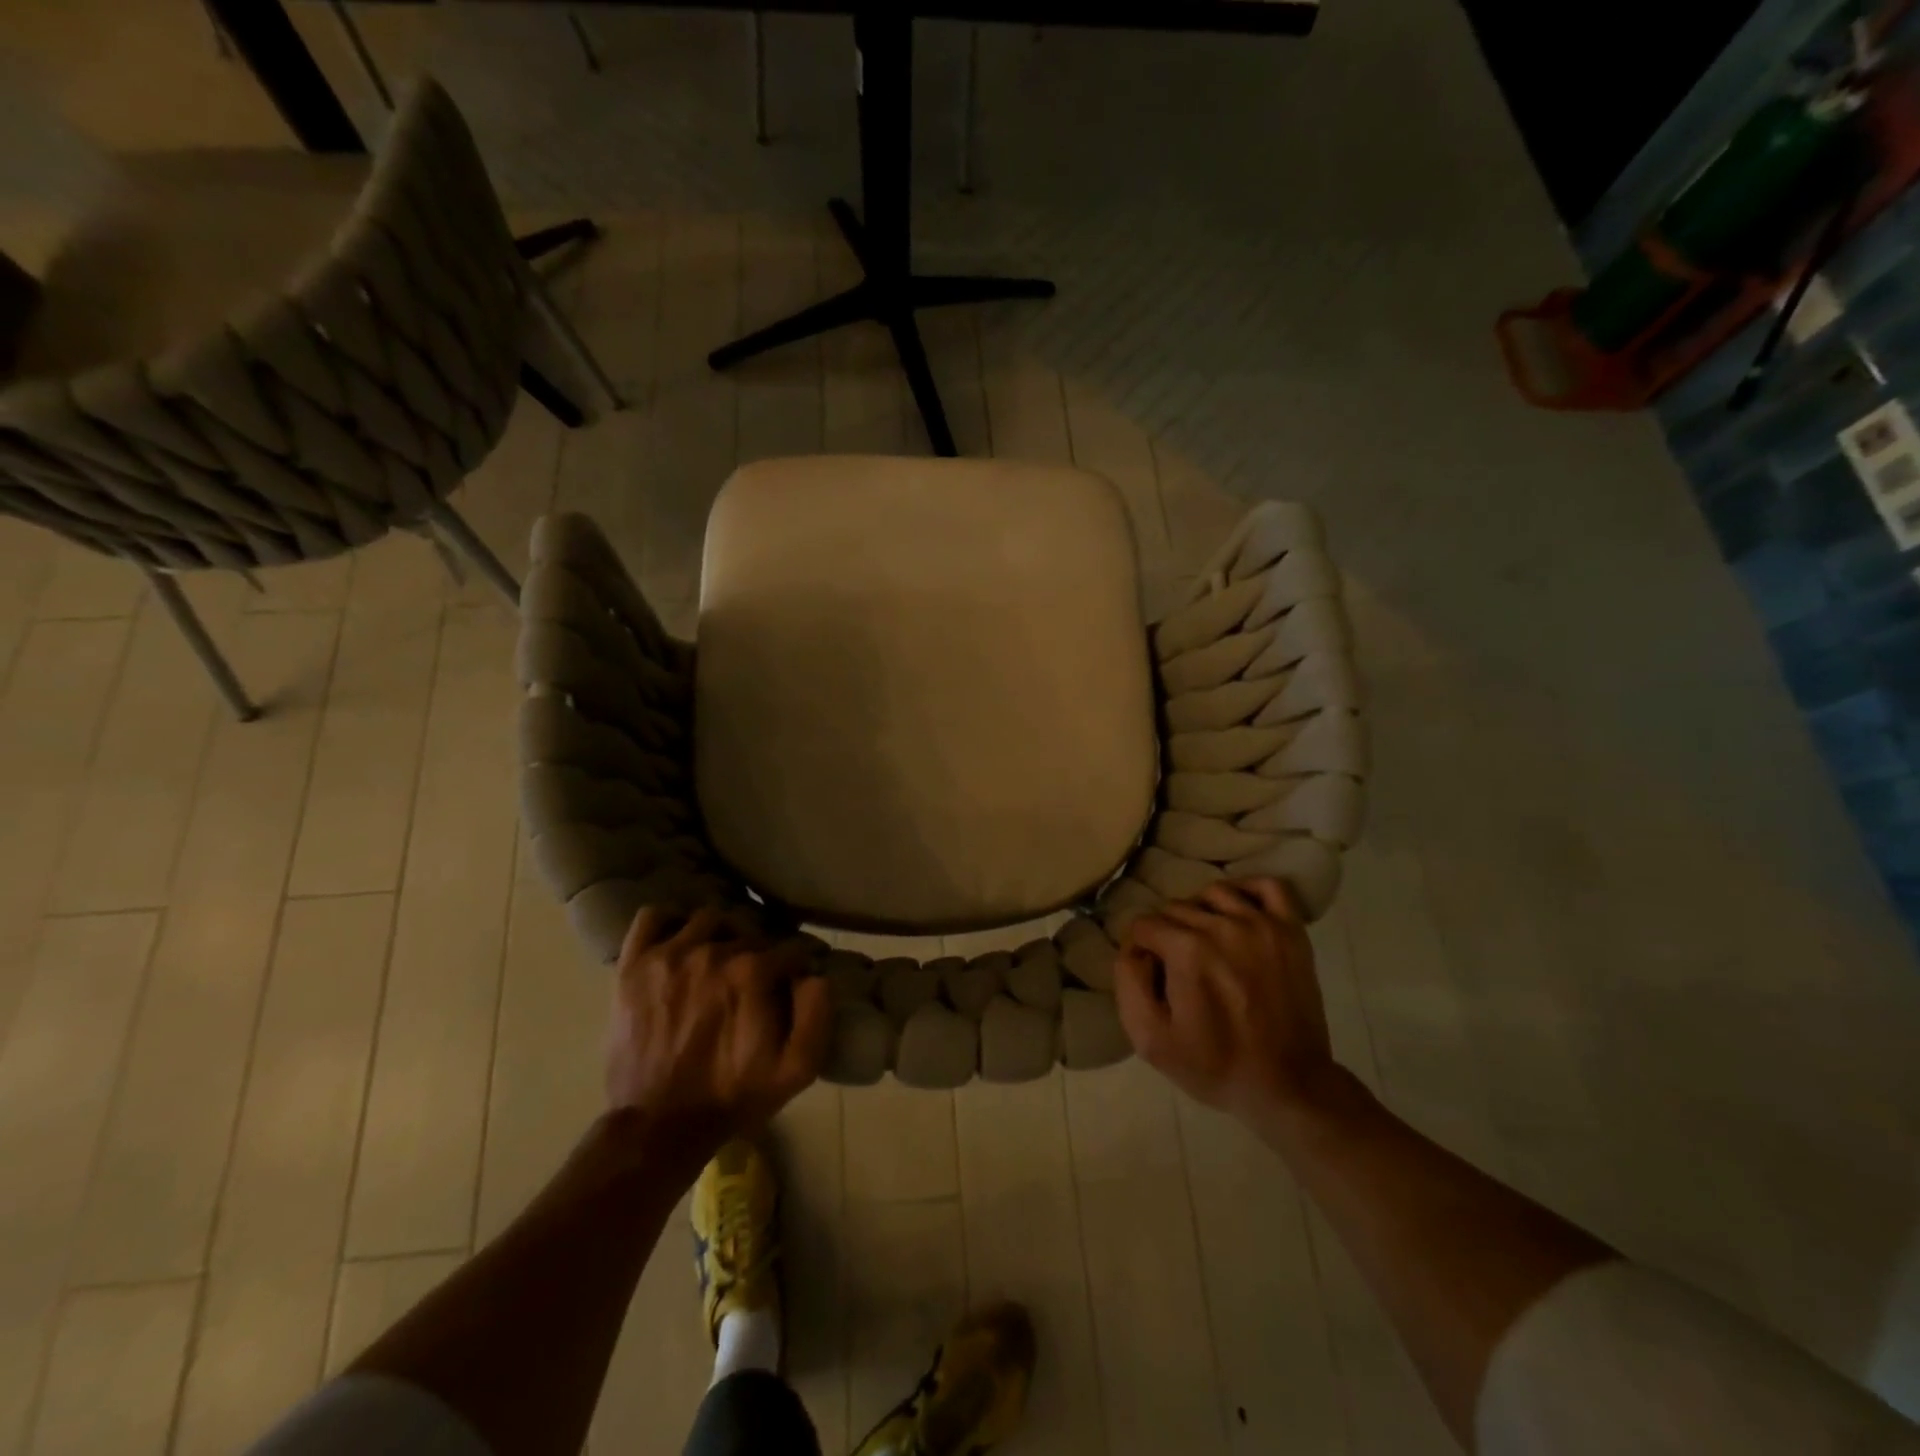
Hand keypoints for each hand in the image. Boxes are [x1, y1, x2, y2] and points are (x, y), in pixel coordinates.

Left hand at [605, 906, 831, 1154]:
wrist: (658, 1127)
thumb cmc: (732, 1097)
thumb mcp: (796, 1069)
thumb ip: (817, 1014)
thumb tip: (816, 974)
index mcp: (753, 972)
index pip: (789, 949)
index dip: (796, 966)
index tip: (793, 982)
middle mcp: (712, 951)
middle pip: (749, 933)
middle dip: (759, 952)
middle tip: (755, 979)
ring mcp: (669, 955)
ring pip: (707, 919)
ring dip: (720, 934)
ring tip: (720, 958)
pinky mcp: (634, 965)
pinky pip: (652, 918)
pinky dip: (668, 923)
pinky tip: (678, 942)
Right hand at [1114, 878, 1341, 1127]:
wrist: (1288, 1086)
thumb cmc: (1214, 1065)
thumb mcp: (1150, 1039)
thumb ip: (1128, 983)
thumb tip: (1132, 948)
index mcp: (1188, 950)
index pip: (1144, 925)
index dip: (1140, 949)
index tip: (1151, 975)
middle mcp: (1223, 926)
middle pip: (1176, 908)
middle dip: (1168, 933)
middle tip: (1177, 967)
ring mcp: (1262, 925)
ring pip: (1214, 893)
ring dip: (1201, 911)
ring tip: (1205, 942)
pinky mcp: (1291, 931)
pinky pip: (1268, 887)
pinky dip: (1249, 891)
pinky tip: (1239, 913)